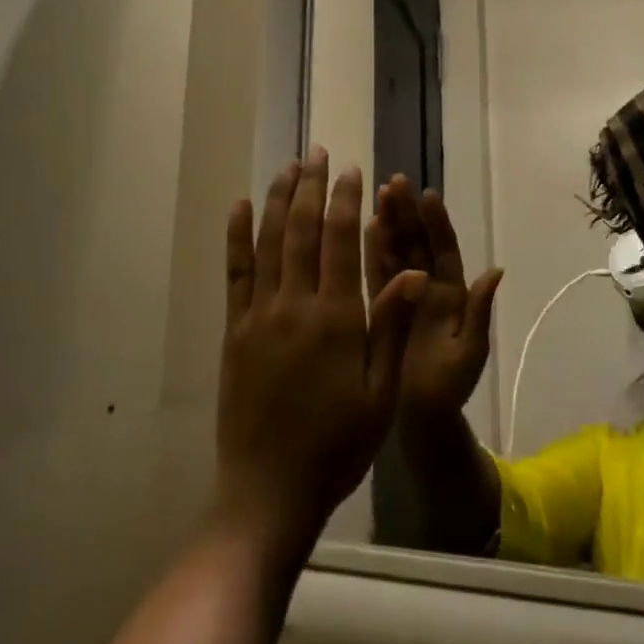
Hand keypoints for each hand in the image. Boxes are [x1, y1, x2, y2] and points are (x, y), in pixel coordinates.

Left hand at [216, 152, 425, 553]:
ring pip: (269, 241)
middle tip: (319, 152)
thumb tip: (409, 272)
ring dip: (280, 199)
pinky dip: (238, 234)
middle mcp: (294, 305)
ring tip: (289, 166)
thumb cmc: (336, 446)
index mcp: (335, 319)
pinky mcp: (234, 329)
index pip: (340, 241)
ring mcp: (259, 315)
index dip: (346, 200)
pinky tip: (242, 206)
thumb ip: (389, 328)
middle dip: (312, 186)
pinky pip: (235, 271)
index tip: (351, 171)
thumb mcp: (379, 393)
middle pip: (303, 230)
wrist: (268, 491)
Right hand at [364, 177, 501, 424]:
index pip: (444, 249)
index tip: (428, 195)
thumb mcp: (468, 351)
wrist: (419, 418)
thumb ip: (478, 311)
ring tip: (378, 193)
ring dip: (388, 222)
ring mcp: (403, 293)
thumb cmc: (448, 387)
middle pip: (417, 242)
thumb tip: (496, 269)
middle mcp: (427, 286)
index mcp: (451, 294)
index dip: (437, 223)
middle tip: (395, 182)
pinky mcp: (382, 305)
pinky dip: (371, 249)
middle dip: (407, 212)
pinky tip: (364, 226)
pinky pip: (376, 272)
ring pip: (396, 250)